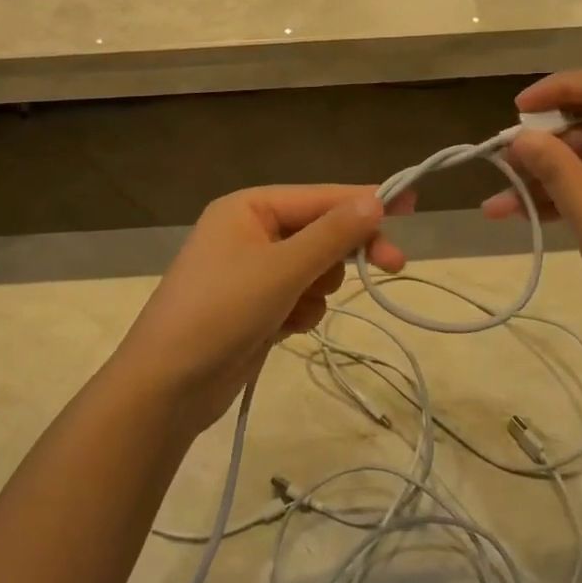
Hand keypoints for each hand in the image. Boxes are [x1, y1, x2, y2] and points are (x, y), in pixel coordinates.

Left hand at [111, 186, 410, 433]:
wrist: (168, 385)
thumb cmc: (222, 311)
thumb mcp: (282, 268)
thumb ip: (332, 234)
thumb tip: (375, 198)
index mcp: (248, 207)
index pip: (320, 197)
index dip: (366, 200)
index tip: (413, 204)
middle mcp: (249, 231)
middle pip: (319, 232)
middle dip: (344, 253)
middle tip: (393, 266)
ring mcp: (251, 271)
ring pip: (313, 268)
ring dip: (317, 288)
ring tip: (296, 309)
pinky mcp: (255, 306)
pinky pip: (298, 296)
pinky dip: (300, 311)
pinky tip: (284, 329)